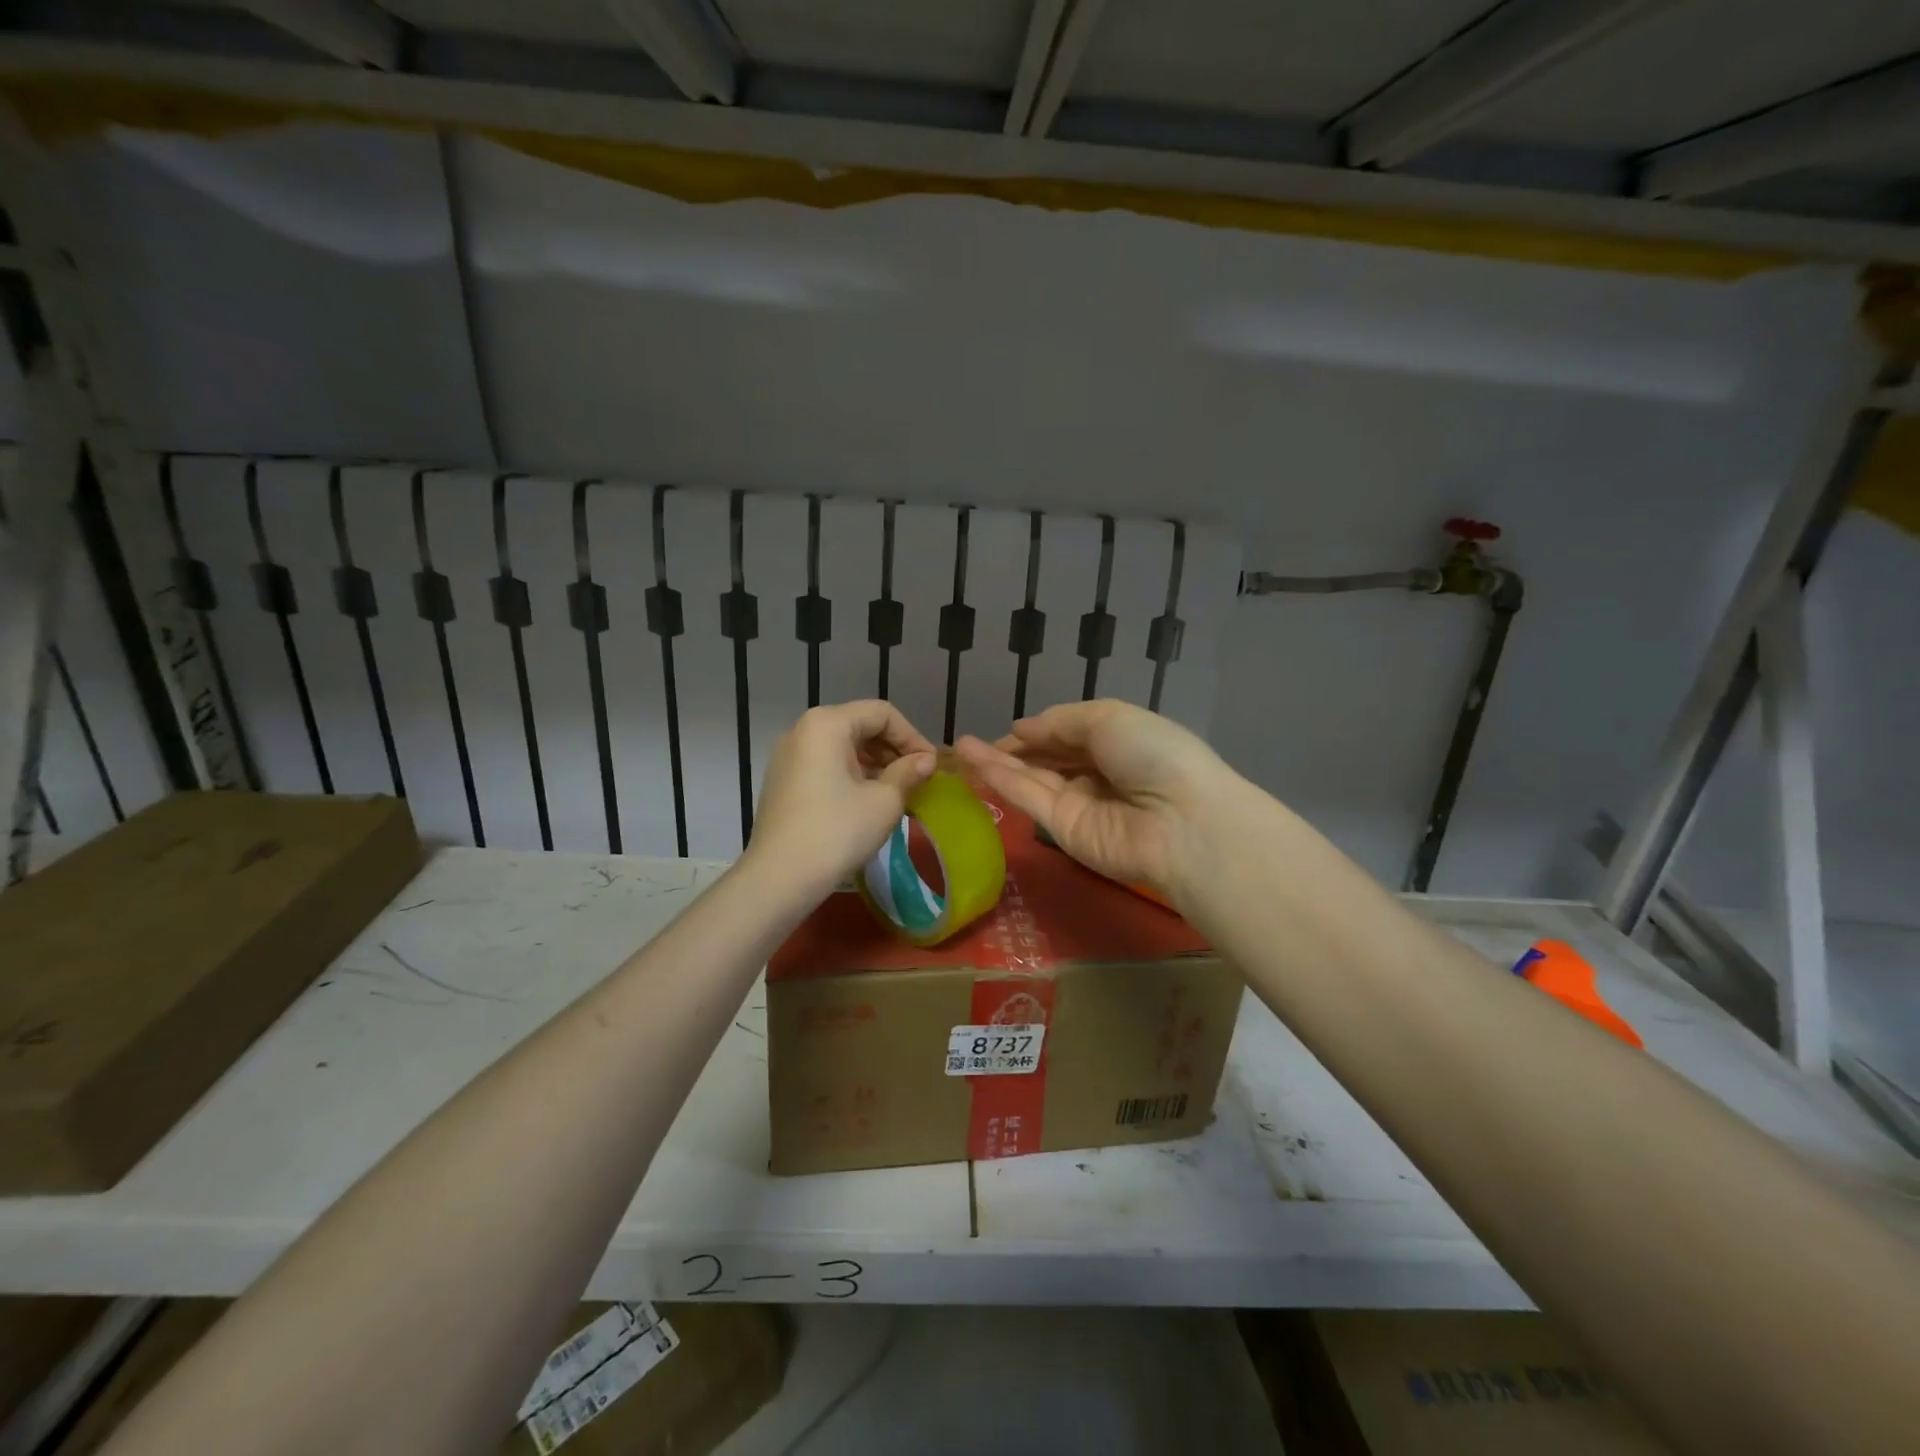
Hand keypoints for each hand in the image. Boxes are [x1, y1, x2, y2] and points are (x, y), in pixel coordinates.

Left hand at [744, 701, 937, 902]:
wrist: (779, 878)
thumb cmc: (837, 832)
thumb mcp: (884, 801)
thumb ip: (908, 772)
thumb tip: (925, 761)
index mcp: (827, 724)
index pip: (882, 714)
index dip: (912, 736)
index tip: (931, 766)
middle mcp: (802, 730)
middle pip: (860, 725)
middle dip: (893, 749)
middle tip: (917, 779)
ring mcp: (788, 756)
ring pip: (842, 747)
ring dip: (874, 764)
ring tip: (897, 792)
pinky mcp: (782, 781)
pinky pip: (825, 765)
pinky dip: (851, 775)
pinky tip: (867, 802)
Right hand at [954, 700, 1234, 903]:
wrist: (1179, 820)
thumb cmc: (1153, 754)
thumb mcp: (1109, 718)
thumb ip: (1061, 722)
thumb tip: (1022, 728)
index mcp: (1119, 743)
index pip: (1072, 736)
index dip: (1041, 731)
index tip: (1011, 729)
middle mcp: (1098, 774)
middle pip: (1050, 759)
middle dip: (1016, 749)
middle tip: (975, 742)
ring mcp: (1080, 805)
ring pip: (1032, 779)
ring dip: (997, 762)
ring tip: (960, 747)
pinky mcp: (1063, 832)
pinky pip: (1030, 798)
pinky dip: (1001, 779)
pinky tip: (972, 762)